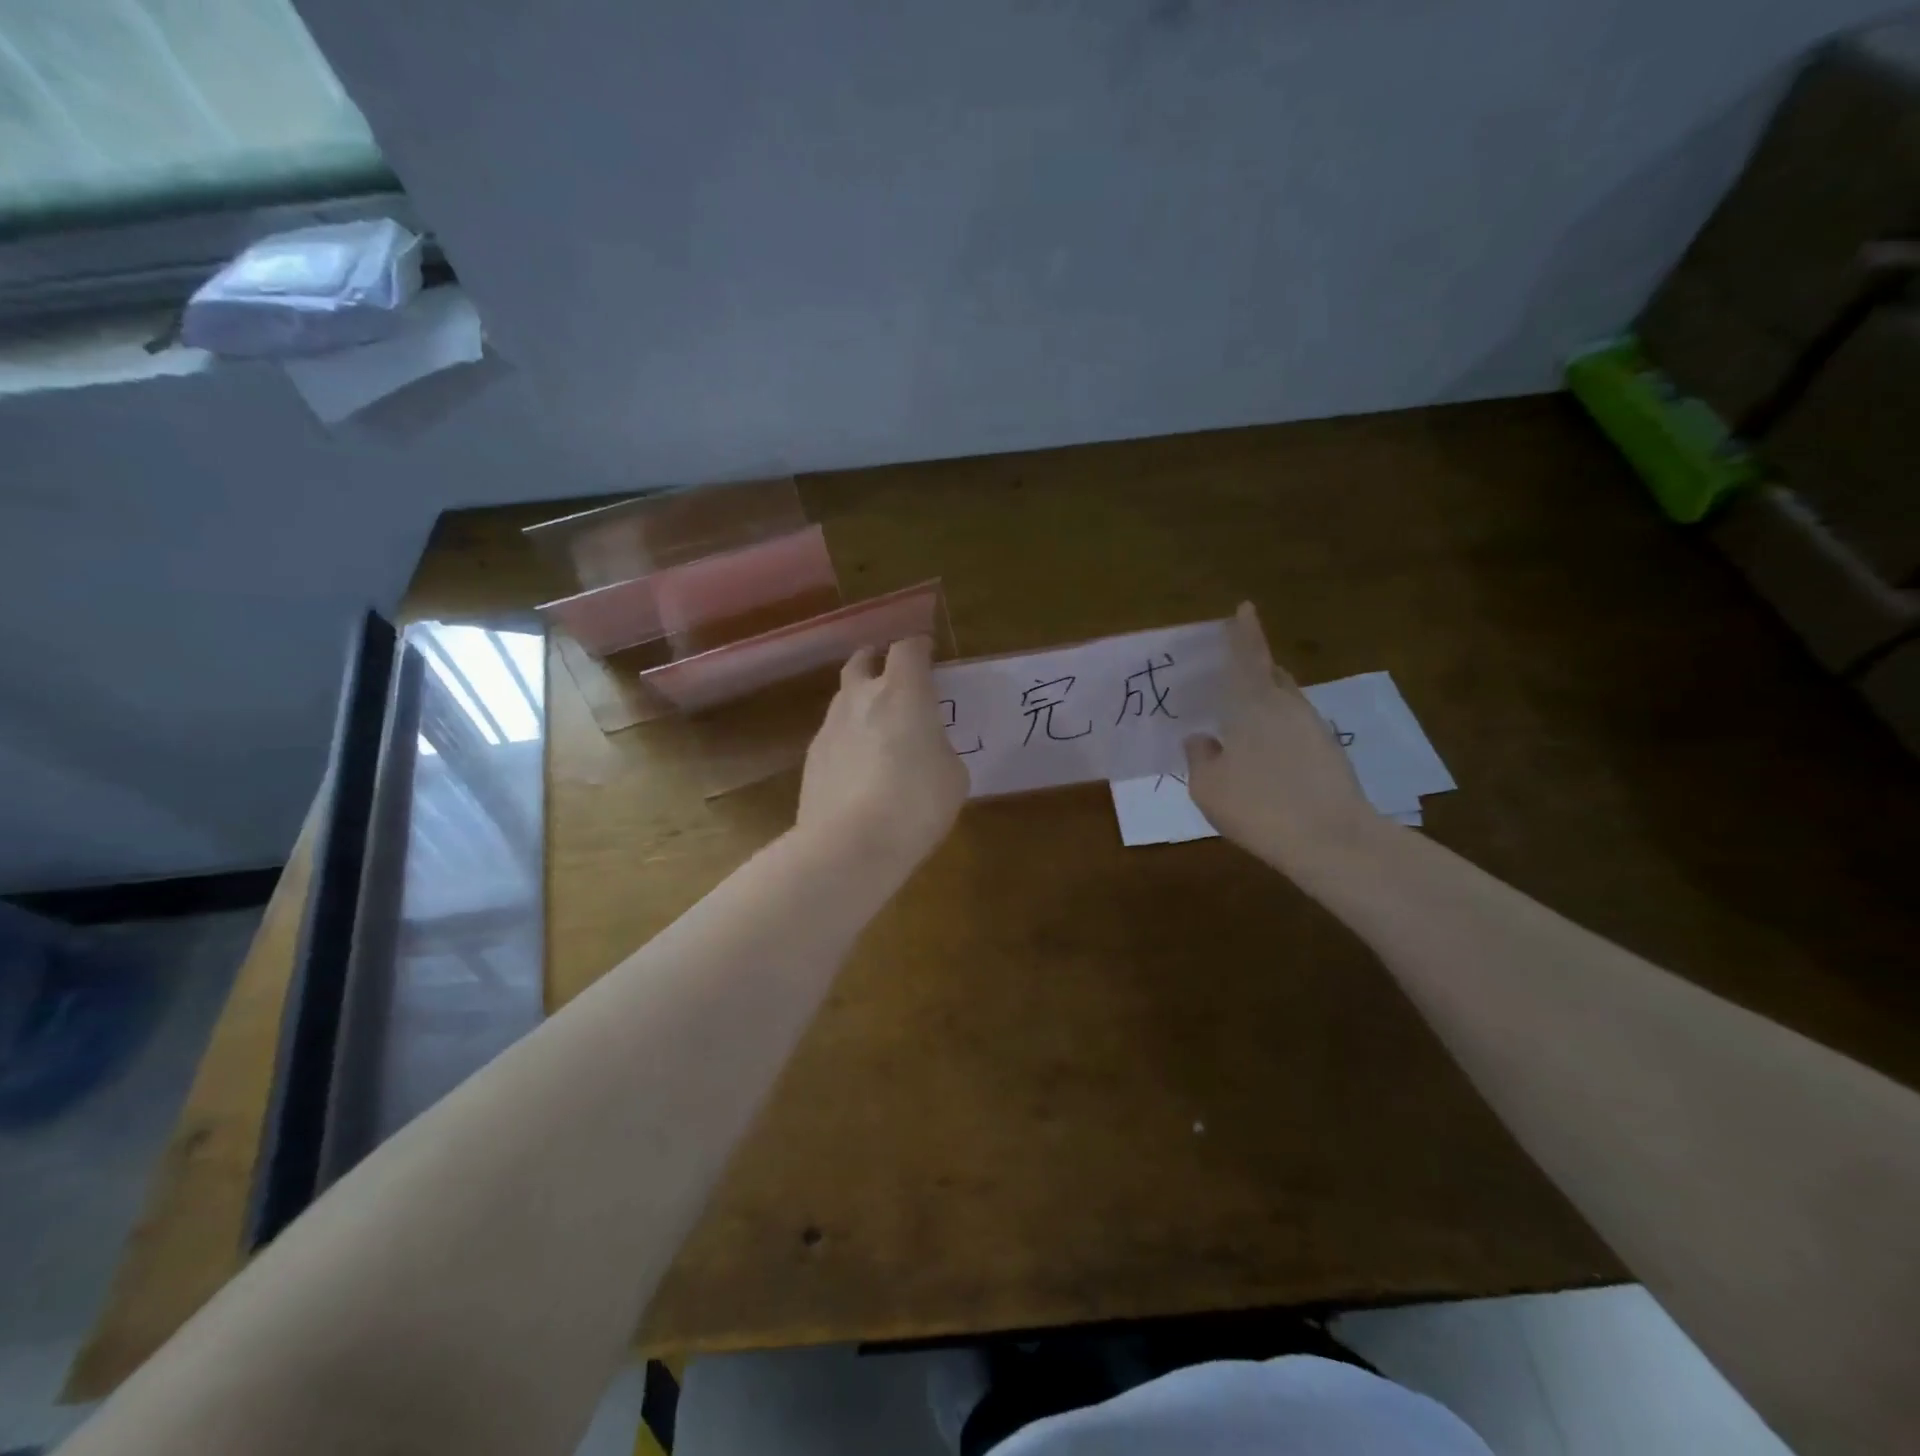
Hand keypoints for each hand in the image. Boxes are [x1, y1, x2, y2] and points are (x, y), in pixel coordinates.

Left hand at [797, 636, 967, 870]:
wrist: (849, 845)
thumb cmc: (915, 803)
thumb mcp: (952, 776)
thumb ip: (939, 749)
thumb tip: (924, 750)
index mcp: (903, 692)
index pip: (908, 648)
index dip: (919, 647)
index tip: (928, 653)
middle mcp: (860, 698)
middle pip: (862, 660)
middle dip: (876, 660)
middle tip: (891, 674)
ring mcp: (830, 727)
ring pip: (843, 698)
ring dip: (859, 701)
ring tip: (876, 726)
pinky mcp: (811, 759)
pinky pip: (833, 735)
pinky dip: (847, 739)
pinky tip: (858, 766)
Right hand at [1185, 602, 1380, 875]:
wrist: (1332, 841)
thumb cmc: (1258, 806)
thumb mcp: (1208, 786)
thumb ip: (1200, 756)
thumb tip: (1201, 739)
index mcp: (1254, 704)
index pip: (1249, 656)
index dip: (1244, 632)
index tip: (1245, 607)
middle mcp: (1287, 707)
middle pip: (1271, 677)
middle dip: (1253, 672)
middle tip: (1229, 681)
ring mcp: (1314, 729)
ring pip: (1286, 704)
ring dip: (1266, 705)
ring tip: (1244, 725)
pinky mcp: (1330, 754)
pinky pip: (1296, 729)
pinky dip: (1279, 732)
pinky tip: (1267, 759)